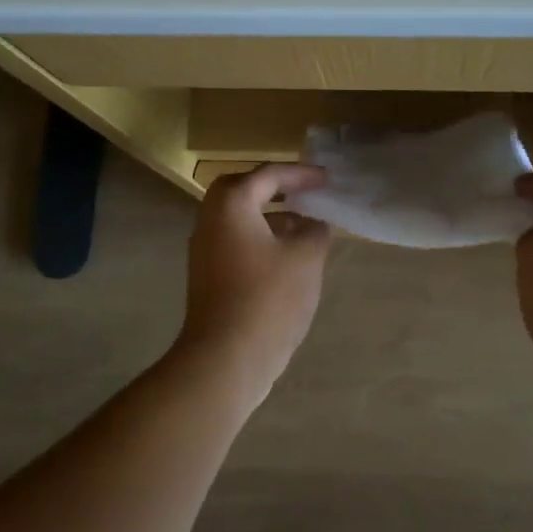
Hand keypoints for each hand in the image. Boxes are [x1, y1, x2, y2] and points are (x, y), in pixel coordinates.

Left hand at [178, 163, 332, 387]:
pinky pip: (237, 243)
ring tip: (306, 227)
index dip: (301, 174)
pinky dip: (262, 239)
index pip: (268, 174)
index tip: (327, 180)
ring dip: (271, 217)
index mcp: (231, 205)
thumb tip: (313, 224)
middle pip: (244, 191)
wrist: (226, 357)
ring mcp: (205, 250)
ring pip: (240, 219)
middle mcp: (211, 220)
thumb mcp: (306, 258)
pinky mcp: (208, 276)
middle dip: (277, 189)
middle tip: (306, 193)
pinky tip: (289, 258)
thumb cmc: (268, 297)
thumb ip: (315, 231)